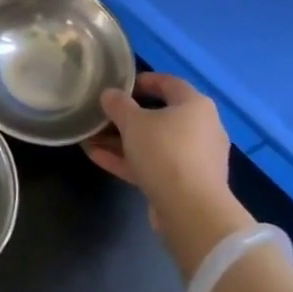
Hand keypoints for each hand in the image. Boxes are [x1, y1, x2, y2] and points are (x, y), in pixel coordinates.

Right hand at [86, 73, 250, 278]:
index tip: (120, 85)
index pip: (169, 83)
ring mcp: (194, 159)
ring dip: (122, 141)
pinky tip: (97, 157)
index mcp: (195, 105)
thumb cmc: (165, 152)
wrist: (191, 210)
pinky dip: (129, 161)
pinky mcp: (185, 184)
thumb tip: (109, 94)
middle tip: (102, 115)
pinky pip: (154, 165)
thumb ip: (118, 105)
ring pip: (154, 144)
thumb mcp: (134, 123)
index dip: (143, 81)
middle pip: (160, 116)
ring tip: (91, 138)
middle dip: (126, 117)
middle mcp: (201, 128)